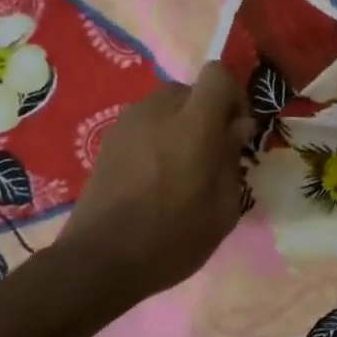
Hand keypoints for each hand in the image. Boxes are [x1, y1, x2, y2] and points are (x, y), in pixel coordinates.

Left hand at [57, 62, 255, 303]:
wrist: (100, 260)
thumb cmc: (172, 240)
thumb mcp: (222, 211)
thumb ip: (232, 160)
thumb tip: (236, 128)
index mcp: (193, 126)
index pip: (218, 75)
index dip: (234, 97)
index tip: (236, 133)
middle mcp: (157, 112)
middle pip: (190, 90)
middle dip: (206, 114)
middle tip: (210, 155)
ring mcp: (127, 123)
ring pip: (164, 106)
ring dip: (180, 125)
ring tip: (180, 169)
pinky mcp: (108, 140)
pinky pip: (144, 123)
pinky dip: (156, 137)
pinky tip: (154, 177)